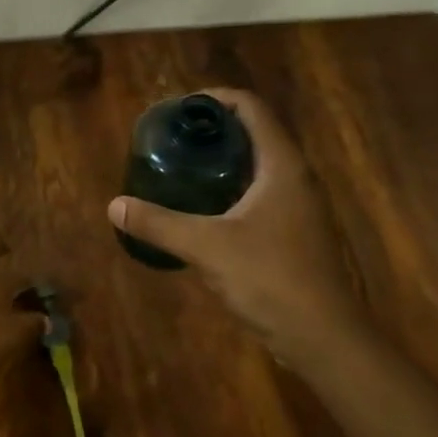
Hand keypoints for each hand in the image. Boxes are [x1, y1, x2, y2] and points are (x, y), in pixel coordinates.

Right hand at [107, 88, 367, 358]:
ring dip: (222, 160)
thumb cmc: (271, 279)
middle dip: (213, 130)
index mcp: (281, 165)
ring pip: (257, 166)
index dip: (215, 98)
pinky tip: (201, 209)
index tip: (178, 108)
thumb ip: (159, 223)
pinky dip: (229, 189)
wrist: (323, 338)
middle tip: (172, 137)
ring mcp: (298, 207)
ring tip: (180, 166)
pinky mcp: (294, 233)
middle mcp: (295, 177)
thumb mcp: (206, 247)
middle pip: (254, 133)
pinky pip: (259, 194)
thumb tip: (114, 205)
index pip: (251, 108)